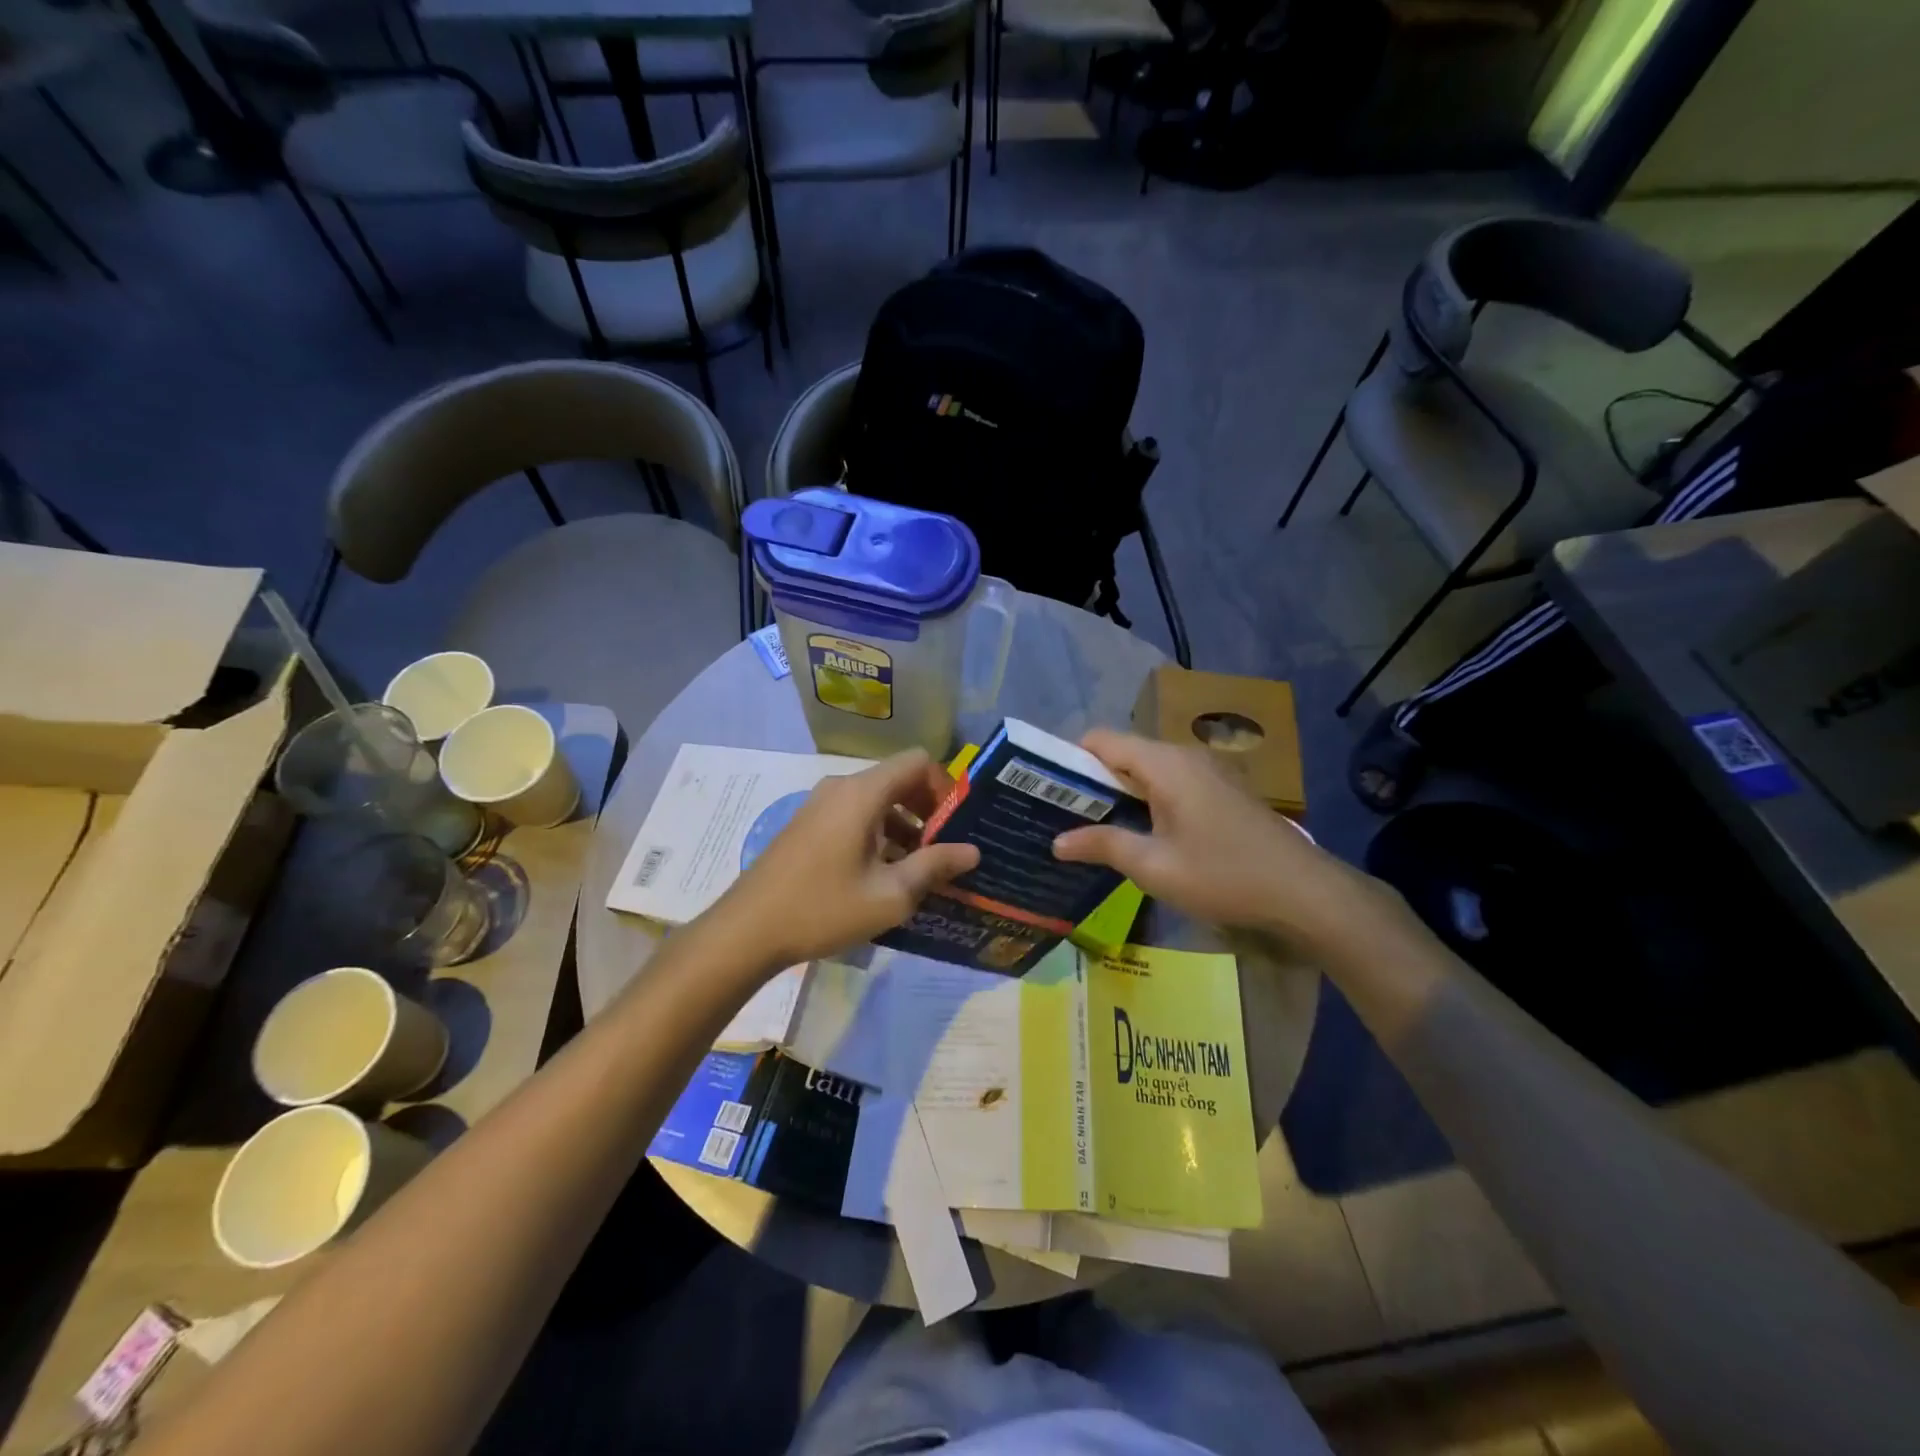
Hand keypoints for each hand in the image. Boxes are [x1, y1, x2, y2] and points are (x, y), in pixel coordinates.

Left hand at [711, 750, 980, 968]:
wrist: (746, 930)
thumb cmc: (823, 908)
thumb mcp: (890, 894)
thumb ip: (935, 866)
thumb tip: (972, 851)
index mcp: (862, 793)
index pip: (918, 761)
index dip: (945, 787)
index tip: (955, 826)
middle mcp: (841, 787)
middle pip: (898, 779)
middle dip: (928, 810)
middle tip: (943, 851)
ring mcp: (820, 805)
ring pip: (877, 800)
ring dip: (904, 825)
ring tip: (917, 870)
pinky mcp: (808, 824)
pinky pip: (855, 814)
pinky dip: (878, 833)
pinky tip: (882, 874)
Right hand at [1053, 729, 1384, 952]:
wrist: (1305, 893)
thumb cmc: (1223, 874)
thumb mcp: (1154, 866)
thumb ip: (1103, 846)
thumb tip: (1057, 841)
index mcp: (1164, 763)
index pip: (1101, 740)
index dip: (1068, 758)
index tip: (1043, 788)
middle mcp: (1183, 756)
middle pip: (1122, 753)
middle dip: (1089, 780)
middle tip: (1059, 814)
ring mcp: (1206, 772)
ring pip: (1146, 770)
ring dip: (1117, 793)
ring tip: (1089, 826)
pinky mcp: (1220, 792)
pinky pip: (1168, 783)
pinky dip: (1144, 800)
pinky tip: (1136, 833)